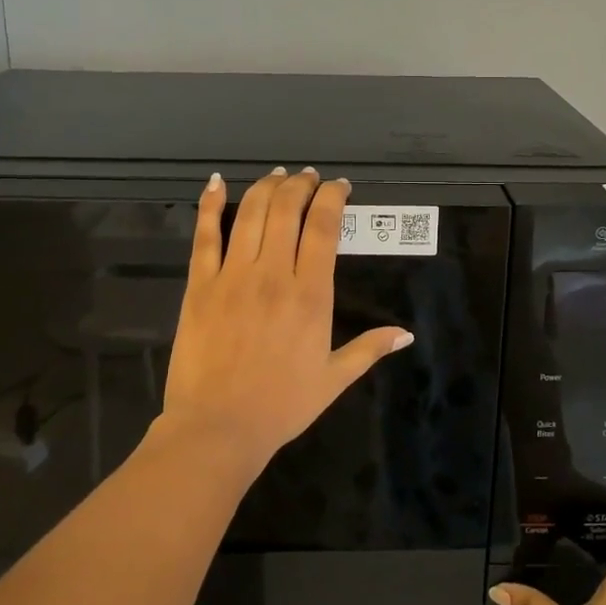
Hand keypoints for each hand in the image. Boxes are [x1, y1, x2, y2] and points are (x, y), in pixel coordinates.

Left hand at [158, 167, 412, 472]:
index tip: (339, 187)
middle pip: (287, 210)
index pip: (323, 227)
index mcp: (310, 295)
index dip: (331, 198)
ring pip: (251, 215)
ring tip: (278, 176)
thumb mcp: (333, 379)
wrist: (218, 428)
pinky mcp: (200, 286)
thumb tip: (405, 334)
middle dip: (301, 185)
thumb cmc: (281, 406)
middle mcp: (273, 275)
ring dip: (266, 188)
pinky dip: (210, 205)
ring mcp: (232, 277)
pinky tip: (217, 183)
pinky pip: (204, 236)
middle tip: (308, 177)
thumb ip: (369, 350)